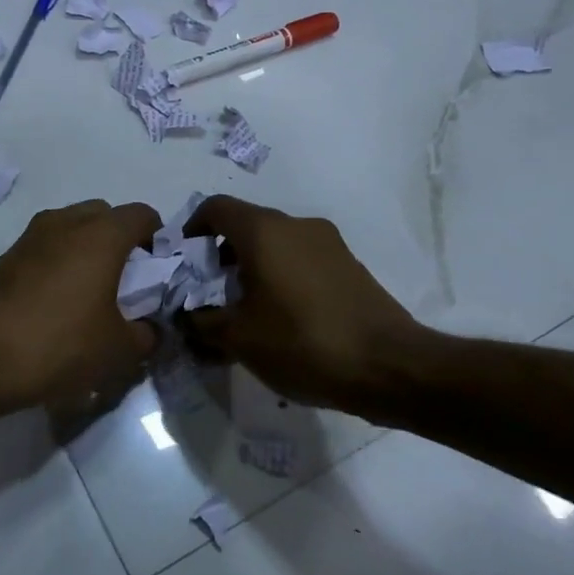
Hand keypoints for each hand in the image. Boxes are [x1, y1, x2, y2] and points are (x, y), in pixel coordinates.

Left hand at [0, 200, 162, 411]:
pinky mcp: (5, 258)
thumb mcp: (117, 350)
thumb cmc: (59, 345)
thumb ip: (145, 335)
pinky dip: (58, 261)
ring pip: (70, 226)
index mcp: (101, 235)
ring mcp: (30, 237)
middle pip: (104, 213)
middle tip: (125, 276)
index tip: (158, 266)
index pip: (141, 214)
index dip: (156, 236)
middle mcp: (66, 223)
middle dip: (119, 237)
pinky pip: (45, 247)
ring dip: (86, 246)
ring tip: (90, 288)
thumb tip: (148, 329)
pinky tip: (56, 301)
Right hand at [181, 195, 422, 411]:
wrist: (389, 366)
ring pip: (276, 244)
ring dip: (253, 268)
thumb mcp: (239, 339)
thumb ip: (203, 322)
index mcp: (264, 231)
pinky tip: (282, 320)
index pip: (216, 208)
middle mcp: (296, 225)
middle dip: (221, 256)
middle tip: (210, 294)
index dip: (193, 229)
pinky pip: (302, 260)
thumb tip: (188, 317)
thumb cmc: (302, 343)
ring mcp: (328, 243)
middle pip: (246, 226)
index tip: (185, 261)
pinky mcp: (349, 265)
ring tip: (245, 312)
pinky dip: (282, 278)